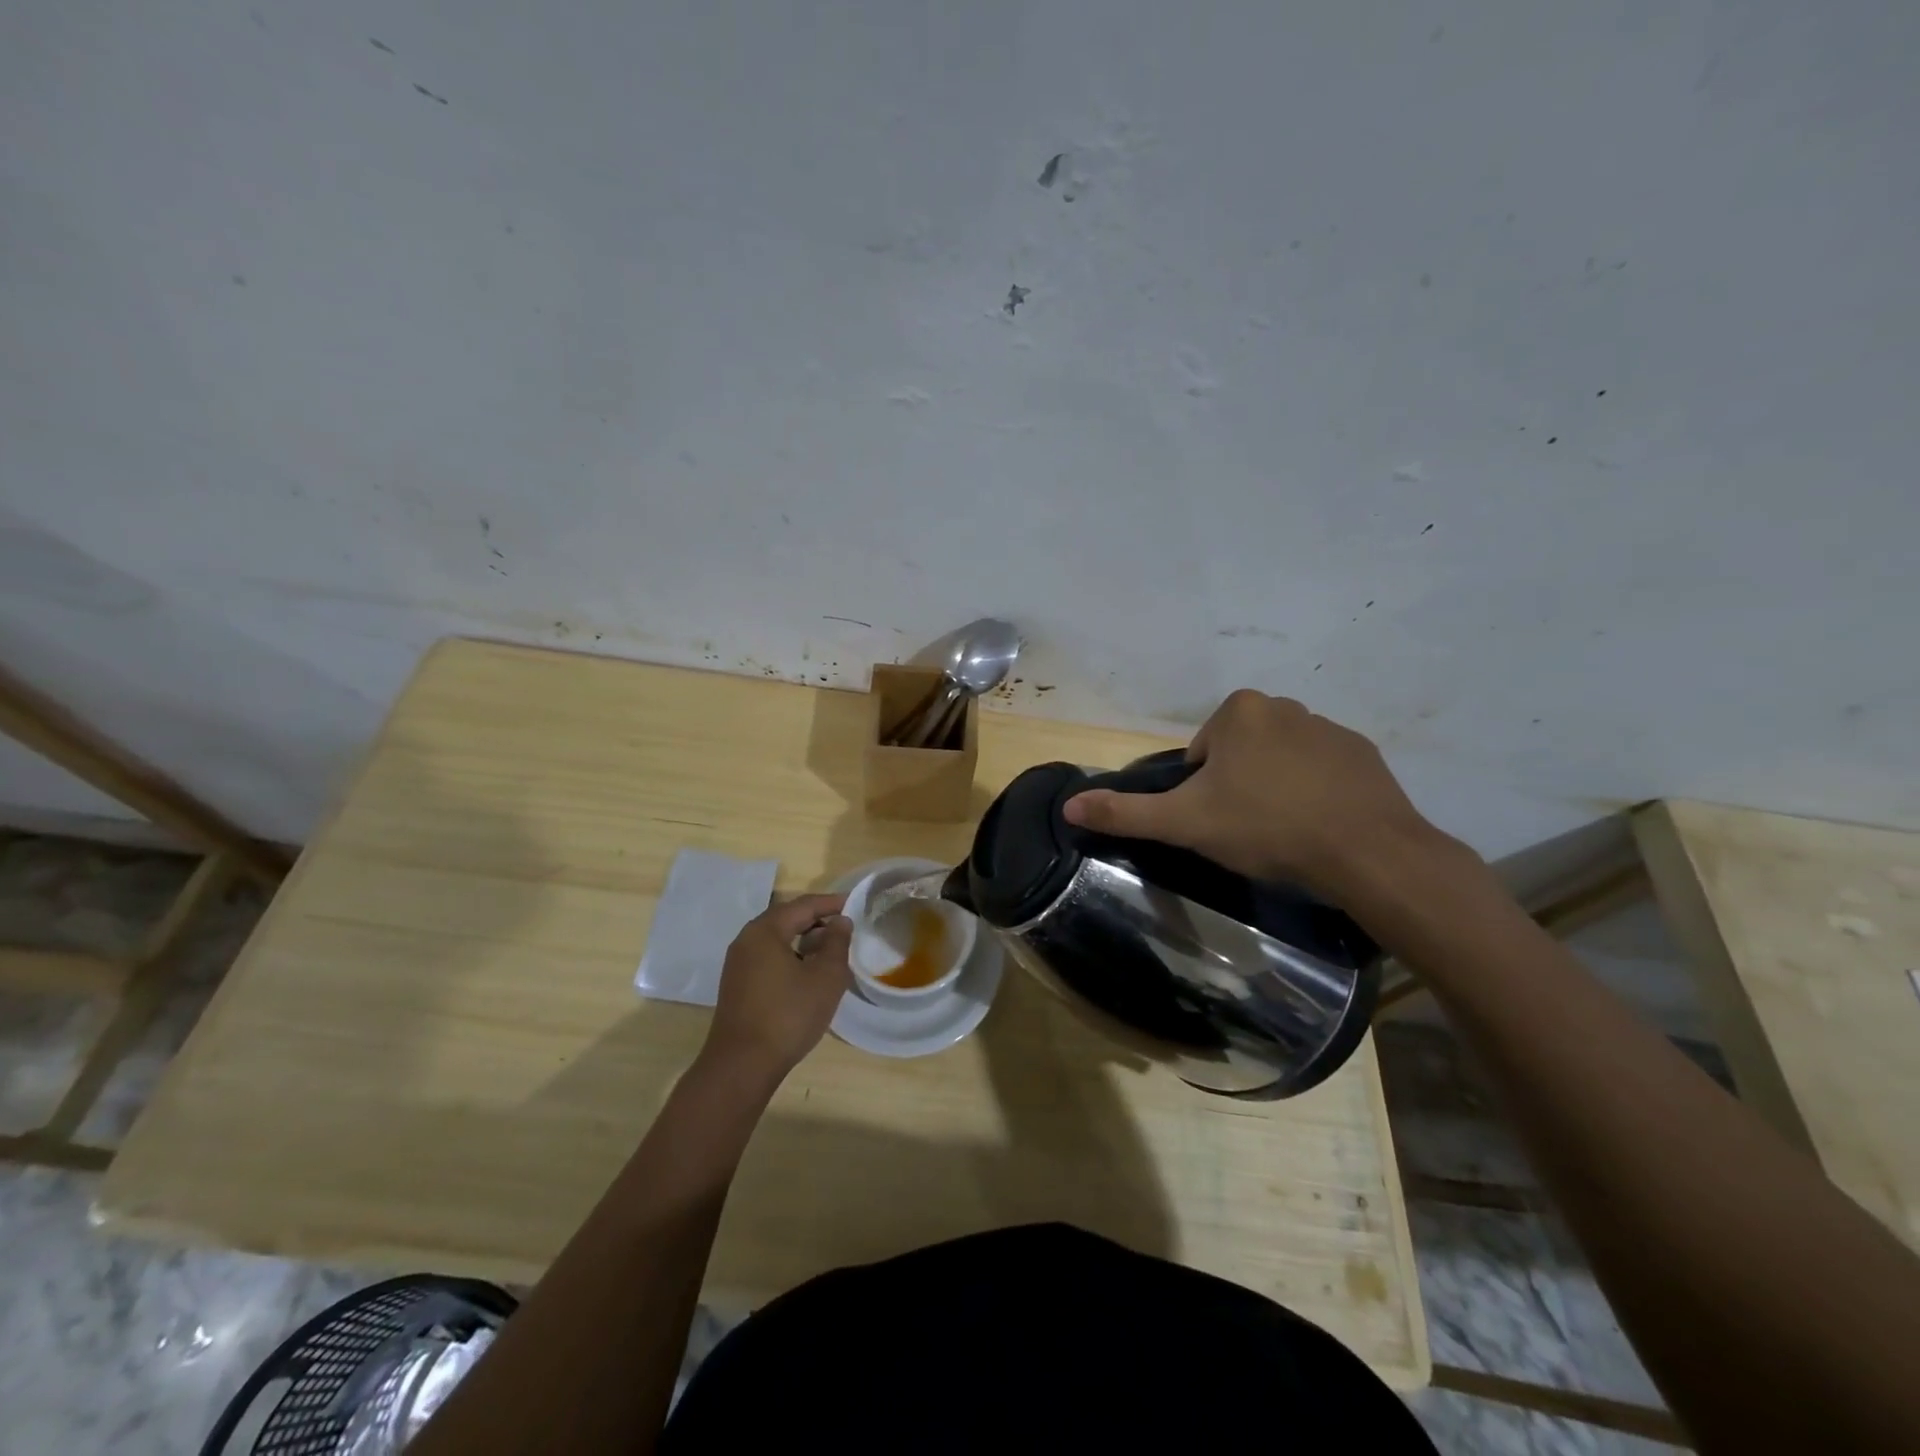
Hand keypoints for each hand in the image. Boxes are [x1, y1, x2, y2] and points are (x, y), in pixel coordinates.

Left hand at [703, 894, 851, 1083]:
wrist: (742, 1066)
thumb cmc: (788, 1015)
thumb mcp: (825, 977)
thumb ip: (837, 943)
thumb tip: (841, 921)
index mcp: (765, 931)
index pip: (803, 905)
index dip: (831, 903)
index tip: (855, 904)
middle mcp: (747, 940)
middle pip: (787, 918)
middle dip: (817, 920)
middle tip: (845, 926)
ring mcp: (738, 964)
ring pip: (777, 939)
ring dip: (804, 940)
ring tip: (831, 950)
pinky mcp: (737, 985)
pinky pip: (768, 958)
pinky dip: (791, 956)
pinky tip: (808, 973)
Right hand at [1063, 689, 1451, 899]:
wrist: (1367, 852)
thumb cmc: (1266, 827)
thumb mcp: (1185, 822)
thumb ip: (1125, 813)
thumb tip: (1068, 806)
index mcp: (1239, 711)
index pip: (1201, 753)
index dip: (1201, 791)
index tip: (1218, 821)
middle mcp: (1285, 705)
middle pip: (1239, 753)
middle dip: (1238, 786)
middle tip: (1247, 830)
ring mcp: (1331, 727)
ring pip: (1280, 761)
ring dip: (1275, 789)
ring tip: (1285, 833)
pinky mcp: (1365, 754)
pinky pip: (1323, 771)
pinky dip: (1315, 793)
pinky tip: (1320, 827)